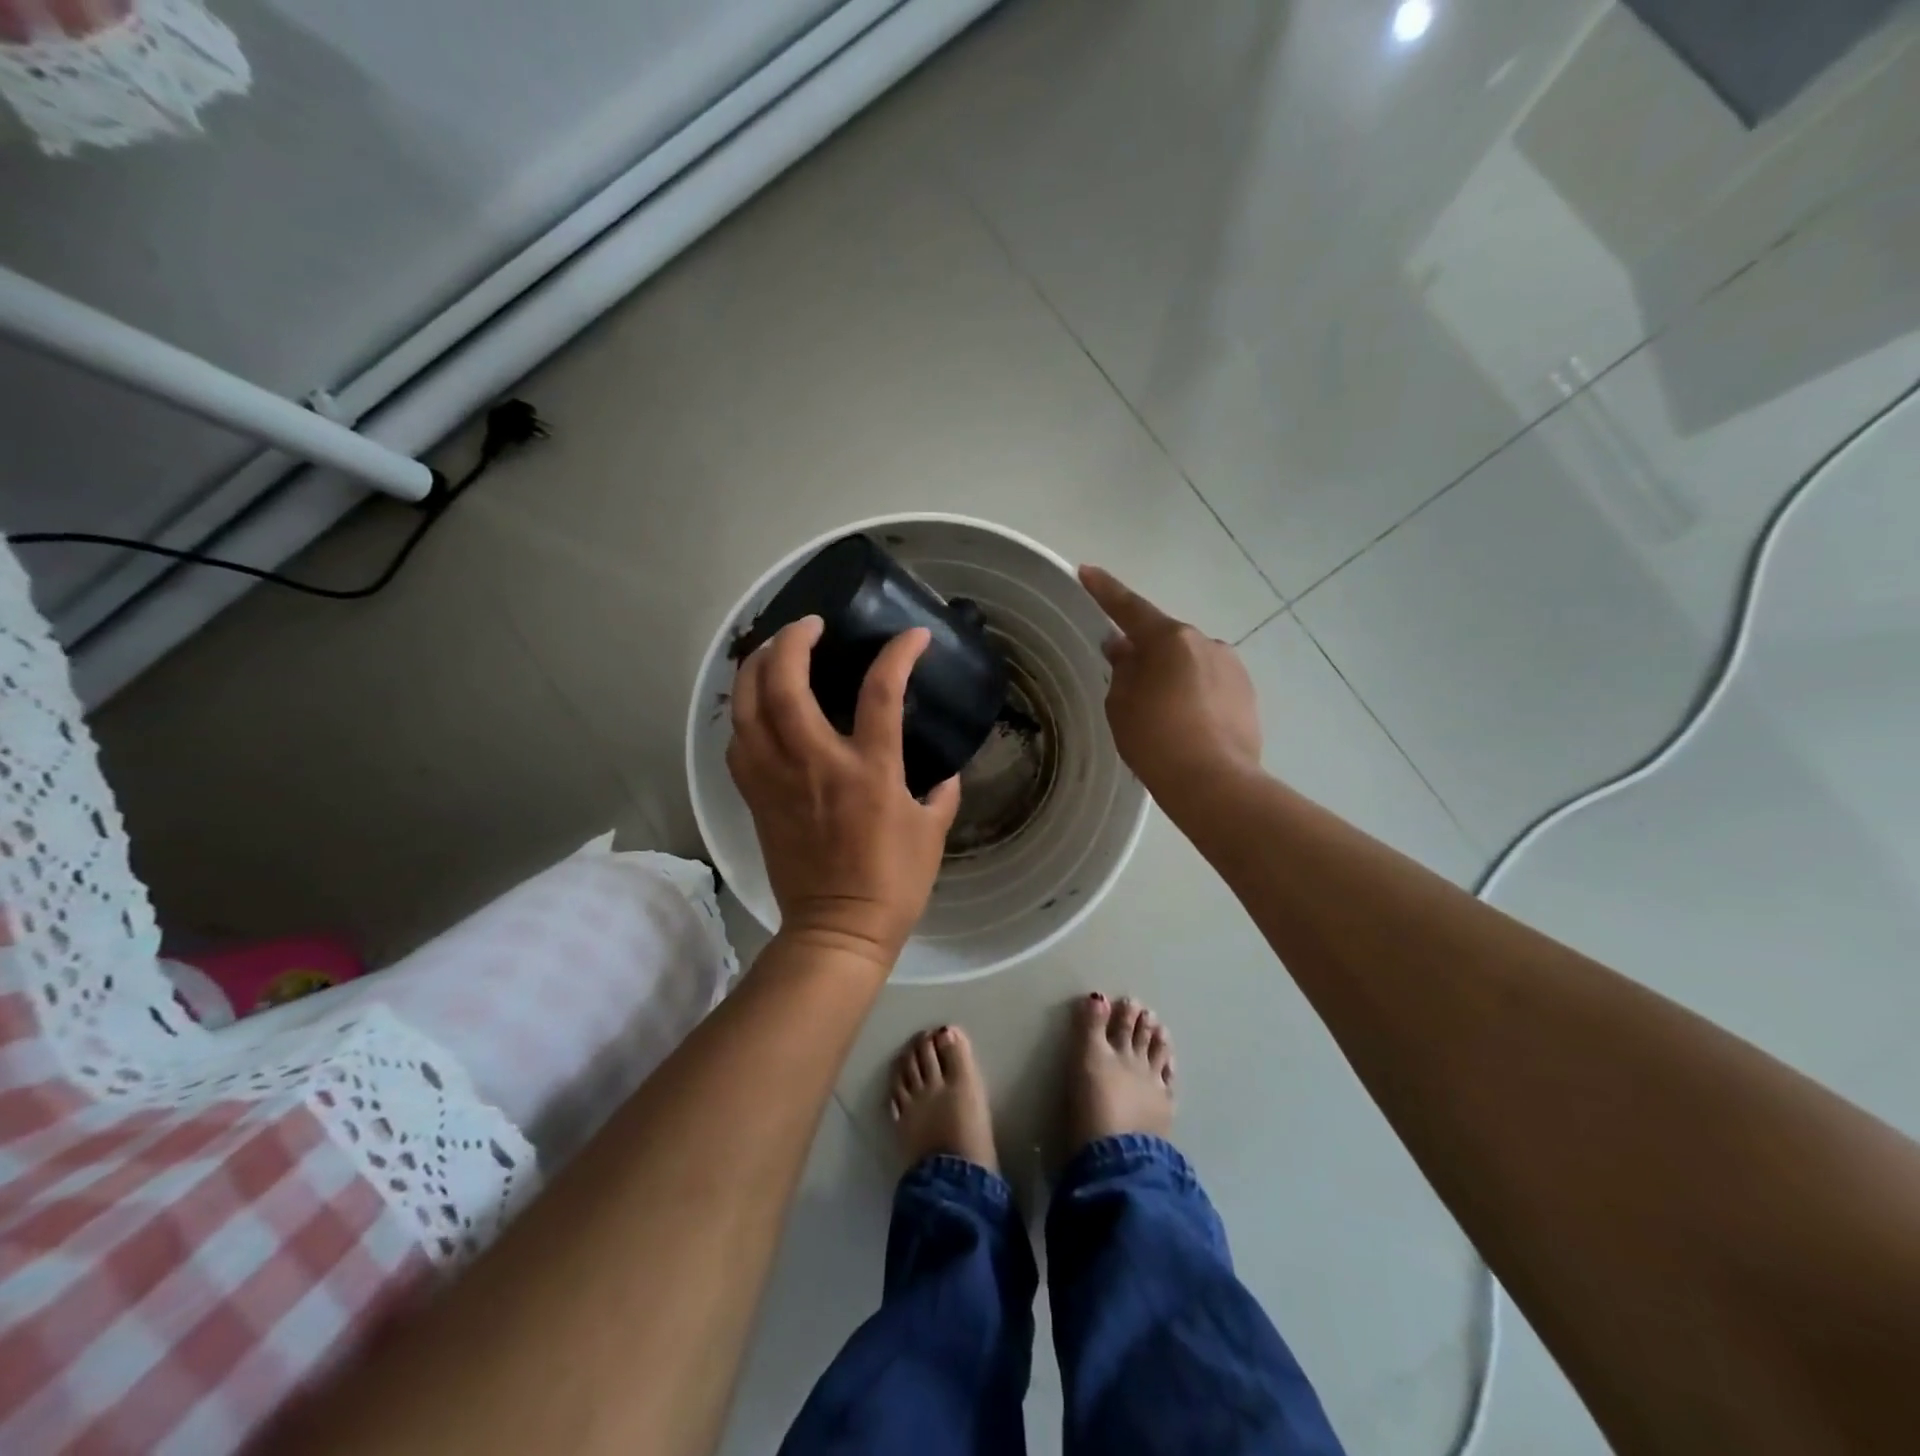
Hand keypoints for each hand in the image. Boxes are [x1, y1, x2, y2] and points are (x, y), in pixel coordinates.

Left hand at [727, 616, 961, 968]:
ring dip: (756, 668)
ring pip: (748, 708)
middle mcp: (815, 763)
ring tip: (772, 650)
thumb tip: (945, 774)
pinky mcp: (756, 798)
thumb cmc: (892, 882)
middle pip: (785, 684)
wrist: (837, 930)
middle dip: (793, 641)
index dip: (898, 654)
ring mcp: (777, 779)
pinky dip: (744, 715)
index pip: (880, 692)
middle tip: (809, 625)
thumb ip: (941, 795)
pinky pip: (738, 744)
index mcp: (868, 770)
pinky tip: (757, 707)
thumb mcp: (932, 834)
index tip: (913, 636)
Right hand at [1079, 566, 1261, 803]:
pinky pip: (1210, 685)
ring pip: (1190, 664)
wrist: (1214, 783)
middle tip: (1127, 682)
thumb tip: (1125, 648)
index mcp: (1170, 639)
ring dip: (1173, 677)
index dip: (1105, 591)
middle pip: (1164, 640)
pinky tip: (1187, 726)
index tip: (1087, 571)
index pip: (1130, 608)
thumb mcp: (1122, 705)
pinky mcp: (1247, 694)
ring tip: (1161, 716)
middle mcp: (1205, 643)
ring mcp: (1232, 667)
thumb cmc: (1156, 741)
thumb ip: (1123, 669)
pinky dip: (1194, 696)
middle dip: (1145, 653)